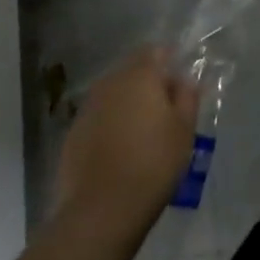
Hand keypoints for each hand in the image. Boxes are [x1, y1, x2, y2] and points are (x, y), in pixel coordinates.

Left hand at [52, 47, 200, 246]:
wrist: (102, 209)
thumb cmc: (153, 163)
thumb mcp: (184, 130)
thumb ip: (187, 97)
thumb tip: (184, 80)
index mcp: (140, 75)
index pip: (155, 50)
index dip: (169, 62)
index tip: (180, 85)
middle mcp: (109, 83)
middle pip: (132, 71)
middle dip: (148, 84)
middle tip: (166, 111)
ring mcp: (87, 108)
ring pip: (113, 94)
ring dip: (128, 104)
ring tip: (143, 132)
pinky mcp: (73, 133)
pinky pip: (99, 117)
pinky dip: (111, 124)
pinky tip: (120, 149)